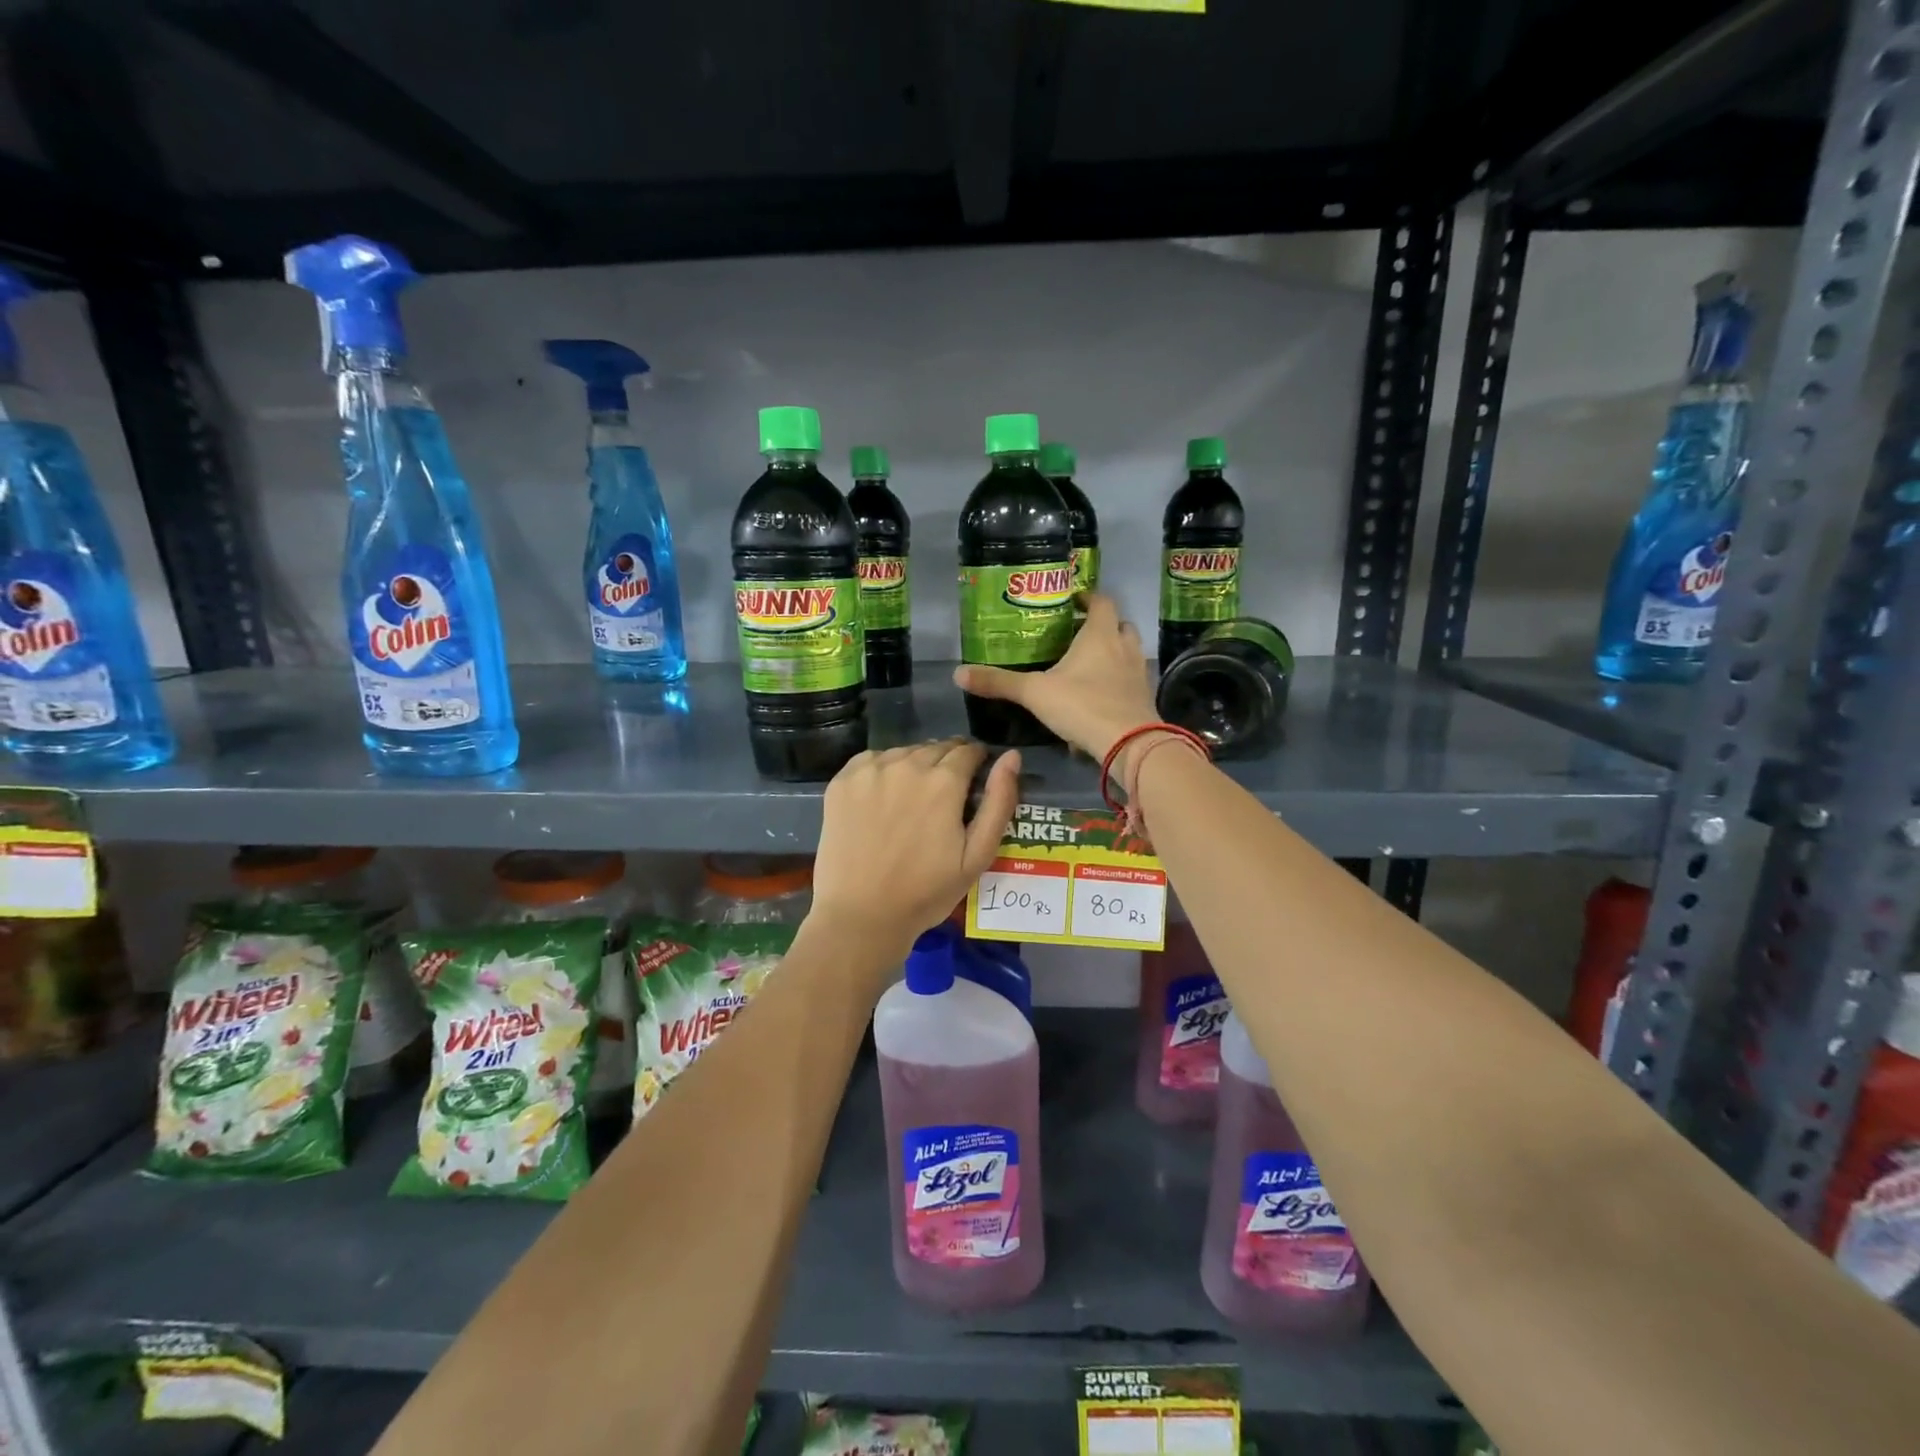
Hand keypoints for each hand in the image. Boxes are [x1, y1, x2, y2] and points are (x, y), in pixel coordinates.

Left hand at [809, 739, 1021, 971]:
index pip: (968, 750)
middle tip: (944, 796)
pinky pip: (872, 760)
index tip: (973, 780)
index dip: (976, 762)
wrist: (862, 915)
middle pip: (936, 748)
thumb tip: (1011, 757)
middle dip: (947, 763)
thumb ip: (999, 802)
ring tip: (912, 799)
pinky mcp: (842, 781)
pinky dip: (883, 770)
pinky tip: (883, 798)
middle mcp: (907, 764)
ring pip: (904, 752)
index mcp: (944, 781)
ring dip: (915, 766)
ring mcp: (870, 770)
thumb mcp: (977, 856)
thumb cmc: (926, 892)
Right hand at [953, 593, 1158, 760]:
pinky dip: (1118, 680)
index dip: (1088, 598)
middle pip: (1119, 624)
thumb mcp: (1034, 693)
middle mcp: (1124, 646)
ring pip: (1128, 651)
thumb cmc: (1083, 705)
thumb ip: (999, 682)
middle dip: (1102, 625)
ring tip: (1088, 664)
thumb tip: (958, 673)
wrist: (1130, 744)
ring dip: (1113, 652)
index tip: (1072, 601)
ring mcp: (1138, 672)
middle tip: (1077, 634)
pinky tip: (1100, 695)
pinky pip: (1131, 679)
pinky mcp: (1144, 697)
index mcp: (1100, 634)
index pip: (1101, 601)